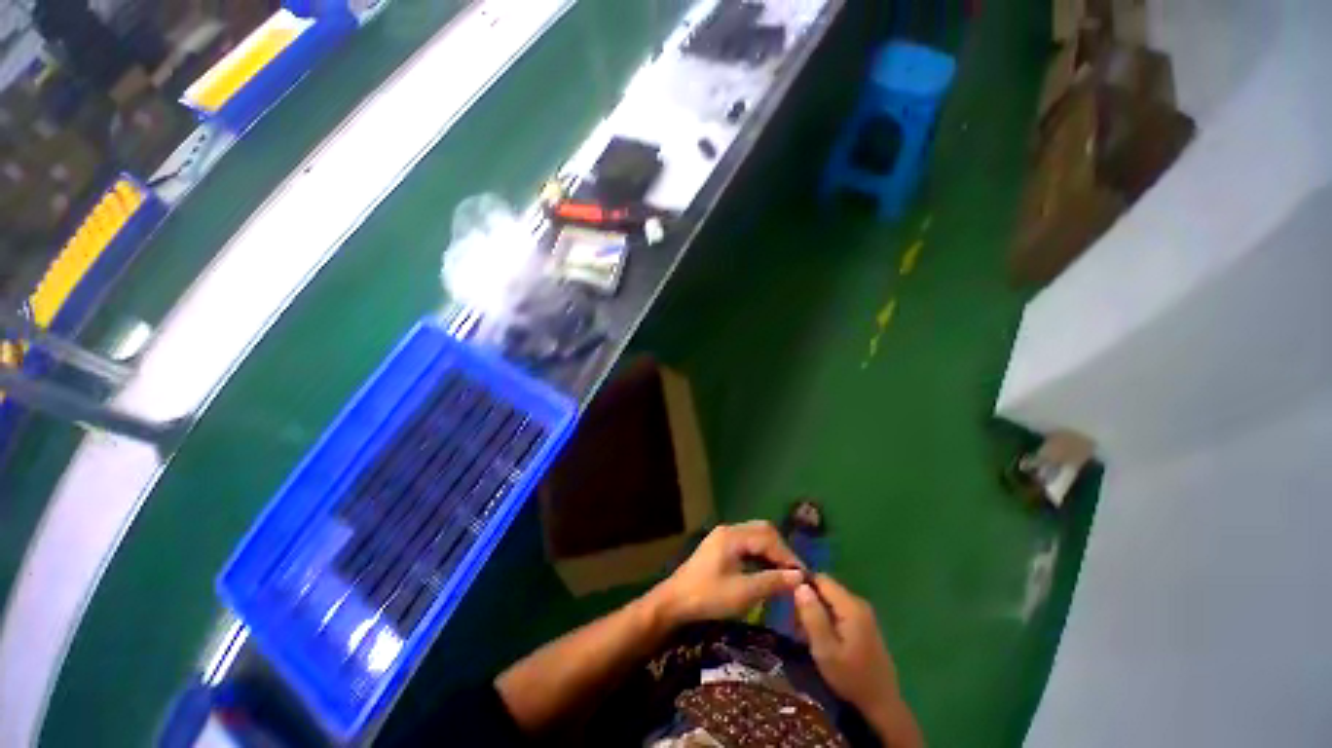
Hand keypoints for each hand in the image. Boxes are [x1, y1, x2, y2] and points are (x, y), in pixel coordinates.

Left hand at [651, 521, 804, 624]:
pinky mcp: (720, 546)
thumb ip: (771, 582)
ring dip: (771, 551)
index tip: (803, 575)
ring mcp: (723, 536)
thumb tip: (799, 577)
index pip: (768, 538)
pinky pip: (747, 543)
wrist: (675, 601)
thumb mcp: (743, 593)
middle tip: (794, 572)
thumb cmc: (708, 597)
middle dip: (781, 549)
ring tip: (784, 572)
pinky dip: (760, 553)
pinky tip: (766, 570)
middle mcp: (729, 530)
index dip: (787, 556)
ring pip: (755, 535)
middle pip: (762, 530)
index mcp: (733, 536)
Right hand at [795, 575, 920, 745]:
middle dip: (808, 600)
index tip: (787, 598)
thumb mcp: (825, 649)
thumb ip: (812, 615)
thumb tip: (799, 585)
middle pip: (825, 588)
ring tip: (803, 632)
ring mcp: (863, 613)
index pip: (821, 578)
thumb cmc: (851, 677)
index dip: (802, 583)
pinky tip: (819, 637)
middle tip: (794, 621)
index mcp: (850, 606)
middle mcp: (858, 603)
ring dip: (816, 611)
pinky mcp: (863, 624)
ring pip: (830, 600)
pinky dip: (826, 618)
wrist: (882, 704)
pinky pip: (838, 611)